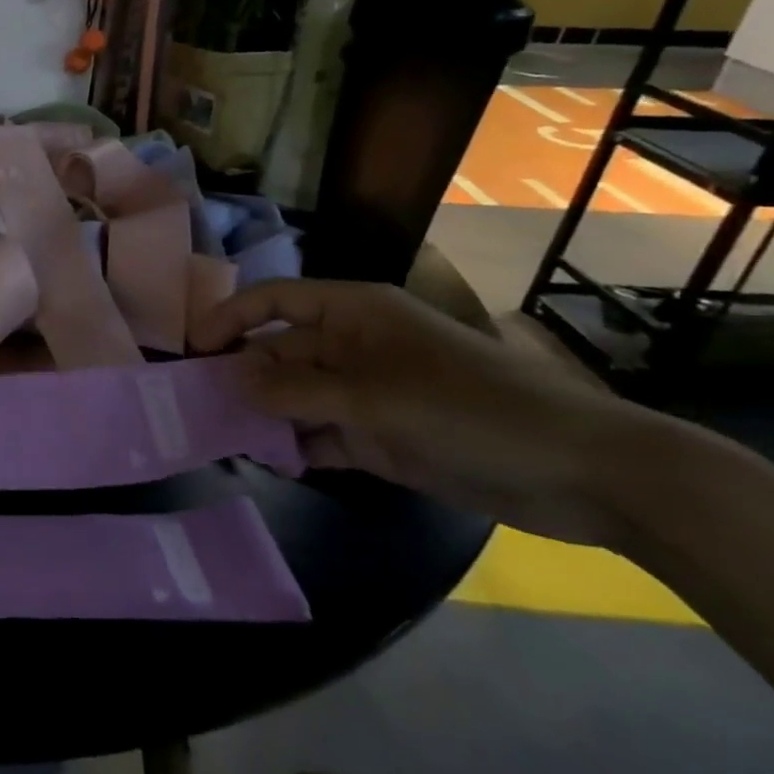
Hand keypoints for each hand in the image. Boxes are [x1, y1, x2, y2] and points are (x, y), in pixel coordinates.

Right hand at [191, 279, 646, 544]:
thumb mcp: (372, 397)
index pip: (273, 301)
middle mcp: (351, 347)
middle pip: (278, 351)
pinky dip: (296, 447)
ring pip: (295, 396)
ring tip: (223, 438)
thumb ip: (294, 391)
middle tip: (196, 406)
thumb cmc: (469, 409)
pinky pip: (321, 434)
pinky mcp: (380, 436)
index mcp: (352, 314)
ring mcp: (366, 393)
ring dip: (264, 415)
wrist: (582, 473)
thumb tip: (229, 381)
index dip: (229, 318)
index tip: (192, 350)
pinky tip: (273, 464)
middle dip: (241, 375)